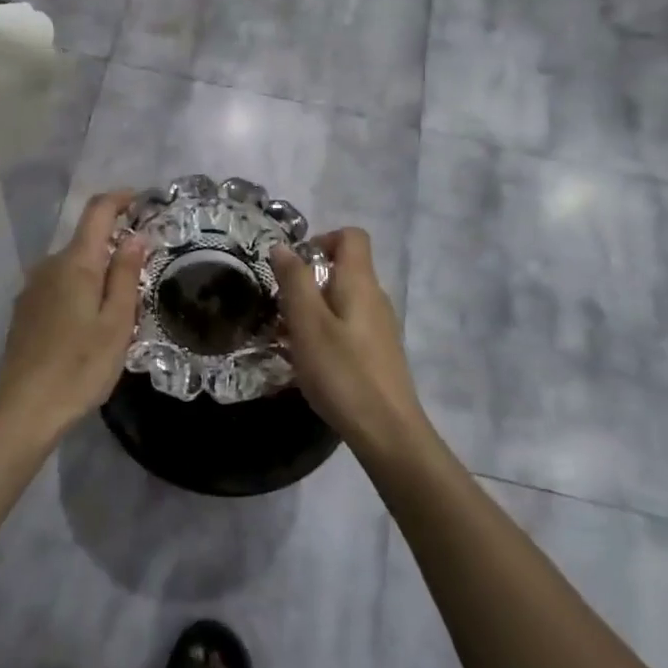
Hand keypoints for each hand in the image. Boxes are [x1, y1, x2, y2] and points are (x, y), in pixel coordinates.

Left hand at [0, 191, 145, 444]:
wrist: (22, 410)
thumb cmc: (79, 367)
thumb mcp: (117, 323)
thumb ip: (126, 275)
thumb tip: (135, 236)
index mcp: (74, 263)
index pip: (97, 211)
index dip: (120, 199)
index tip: (143, 201)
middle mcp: (48, 266)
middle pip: (85, 241)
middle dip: (115, 248)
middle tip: (144, 278)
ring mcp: (31, 289)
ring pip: (72, 267)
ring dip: (97, 274)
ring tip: (120, 311)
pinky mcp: (24, 312)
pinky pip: (58, 287)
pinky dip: (79, 292)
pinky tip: (89, 327)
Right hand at [272, 229, 428, 448]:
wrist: (387, 431)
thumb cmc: (342, 372)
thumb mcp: (307, 323)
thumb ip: (295, 280)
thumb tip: (283, 246)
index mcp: (360, 283)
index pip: (351, 236)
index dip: (321, 239)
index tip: (294, 267)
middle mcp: (375, 297)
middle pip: (344, 268)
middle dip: (308, 280)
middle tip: (281, 307)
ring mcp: (380, 327)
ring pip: (342, 300)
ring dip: (312, 309)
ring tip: (287, 337)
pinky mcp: (378, 352)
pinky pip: (347, 326)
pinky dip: (325, 331)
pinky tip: (308, 360)